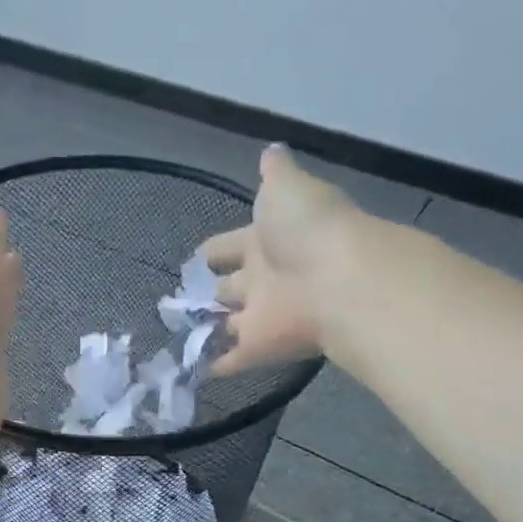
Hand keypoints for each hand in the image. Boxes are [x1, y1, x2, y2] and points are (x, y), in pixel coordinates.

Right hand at [202, 144, 357, 375]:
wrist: (340, 280)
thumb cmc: (308, 229)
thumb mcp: (287, 188)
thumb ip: (275, 174)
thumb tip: (271, 151)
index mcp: (267, 239)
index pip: (231, 244)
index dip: (215, 249)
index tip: (198, 256)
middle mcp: (264, 276)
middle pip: (230, 285)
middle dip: (210, 288)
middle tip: (182, 300)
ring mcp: (263, 313)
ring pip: (230, 322)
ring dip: (211, 326)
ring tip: (182, 333)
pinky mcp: (261, 345)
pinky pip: (234, 358)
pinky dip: (216, 365)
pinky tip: (194, 370)